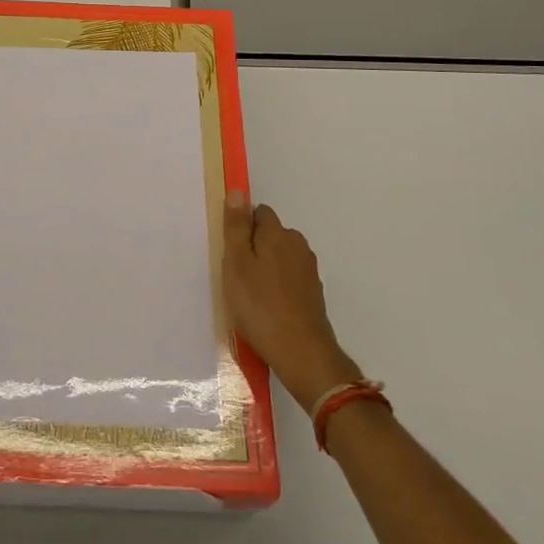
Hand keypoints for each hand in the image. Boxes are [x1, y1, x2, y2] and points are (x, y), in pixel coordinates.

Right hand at [223, 194, 362, 413]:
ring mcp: (309, 270)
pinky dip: (278, 287)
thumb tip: (238, 191)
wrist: (302, 352)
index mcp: (279, 233)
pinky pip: (289, 279)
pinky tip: (267, 309)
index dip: (242, 227)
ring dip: (266, 269)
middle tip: (236, 276)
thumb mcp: (236, 263)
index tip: (230, 252)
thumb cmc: (260, 305)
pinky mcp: (313, 293)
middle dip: (254, 248)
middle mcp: (298, 245)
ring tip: (250, 296)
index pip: (259, 212)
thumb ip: (236, 227)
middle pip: (271, 235)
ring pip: (280, 258)